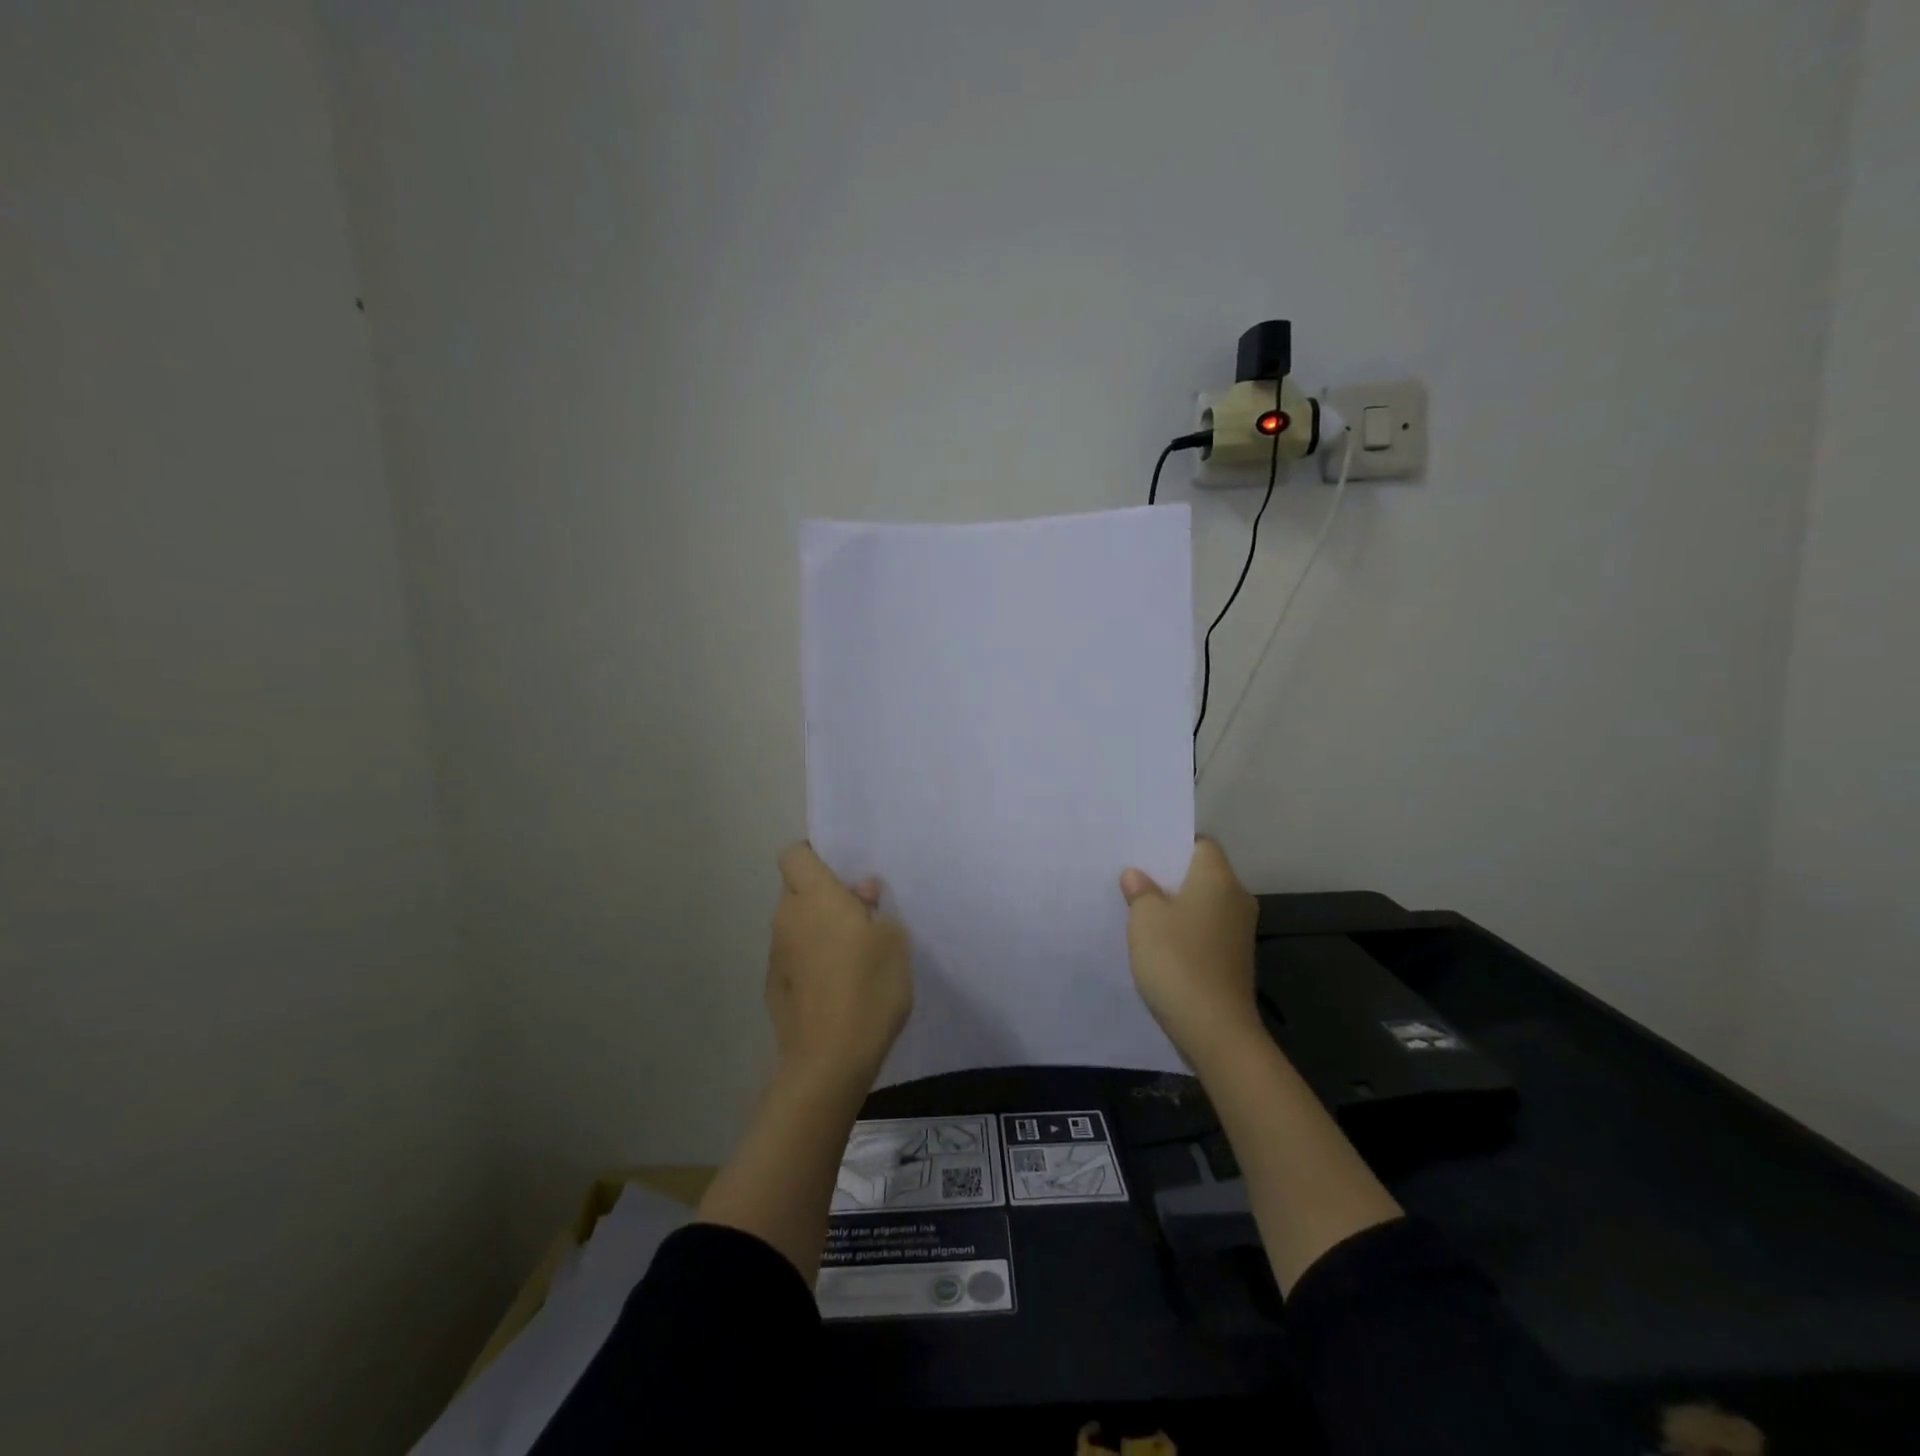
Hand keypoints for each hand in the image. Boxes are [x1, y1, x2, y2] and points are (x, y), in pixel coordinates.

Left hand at [768, 843, 912, 1088]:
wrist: (829, 1061)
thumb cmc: (869, 988)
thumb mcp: (893, 940)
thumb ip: (876, 908)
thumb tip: (860, 893)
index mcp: (814, 897)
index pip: (795, 854)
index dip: (815, 855)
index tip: (844, 874)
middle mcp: (787, 918)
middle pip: (797, 889)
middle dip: (824, 896)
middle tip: (861, 916)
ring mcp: (776, 954)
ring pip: (796, 924)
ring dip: (818, 929)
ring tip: (854, 955)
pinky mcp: (774, 987)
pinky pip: (794, 956)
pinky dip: (811, 960)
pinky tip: (836, 986)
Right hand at [1119, 838, 1260, 1064]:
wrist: (1214, 1029)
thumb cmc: (1177, 959)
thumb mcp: (1145, 919)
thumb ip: (1141, 891)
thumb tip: (1137, 876)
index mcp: (1218, 879)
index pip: (1201, 844)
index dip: (1174, 845)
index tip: (1145, 853)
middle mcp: (1236, 899)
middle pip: (1203, 875)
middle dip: (1171, 876)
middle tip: (1134, 878)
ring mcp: (1239, 932)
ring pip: (1204, 905)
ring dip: (1177, 906)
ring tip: (1141, 910)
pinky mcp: (1234, 960)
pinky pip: (1206, 931)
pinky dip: (1186, 931)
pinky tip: (1159, 943)